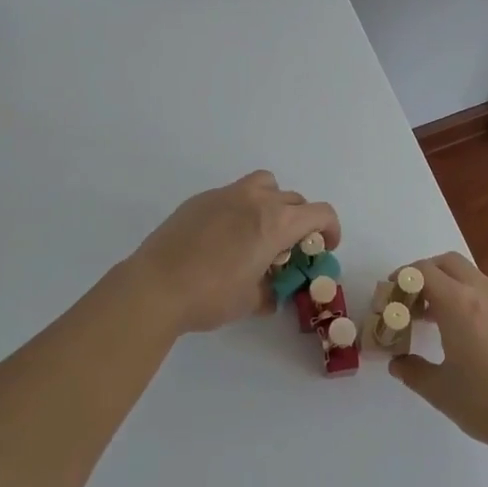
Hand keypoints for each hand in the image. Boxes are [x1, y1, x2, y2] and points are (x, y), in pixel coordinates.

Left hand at [117, 171, 340, 334]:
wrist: (156, 286)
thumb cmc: (210, 296)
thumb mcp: (250, 301)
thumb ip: (270, 291)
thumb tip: (271, 292)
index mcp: (276, 222)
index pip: (320, 213)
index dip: (331, 229)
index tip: (325, 247)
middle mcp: (256, 200)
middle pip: (293, 199)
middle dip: (300, 221)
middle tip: (290, 248)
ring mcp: (226, 194)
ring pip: (264, 184)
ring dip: (273, 202)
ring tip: (260, 230)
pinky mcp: (200, 199)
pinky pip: (233, 194)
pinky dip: (241, 208)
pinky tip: (223, 237)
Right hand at [389, 252, 487, 451]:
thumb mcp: (441, 391)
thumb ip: (412, 371)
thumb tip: (397, 362)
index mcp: (458, 303)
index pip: (423, 272)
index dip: (402, 278)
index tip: (389, 296)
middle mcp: (481, 291)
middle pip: (447, 263)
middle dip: (423, 274)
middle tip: (409, 301)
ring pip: (467, 274)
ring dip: (445, 285)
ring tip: (430, 318)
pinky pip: (483, 291)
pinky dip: (464, 296)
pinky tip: (458, 330)